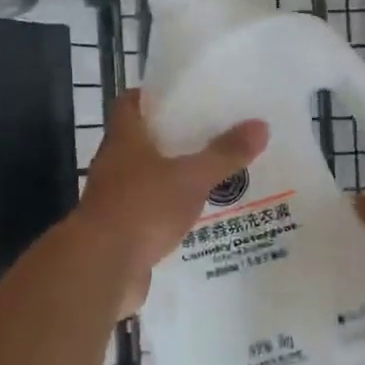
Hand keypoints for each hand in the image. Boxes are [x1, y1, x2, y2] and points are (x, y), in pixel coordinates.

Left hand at [78, 90, 267, 298]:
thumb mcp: (191, 177)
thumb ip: (225, 153)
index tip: (183, 95)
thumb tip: (261, 125)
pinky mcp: (122, 231)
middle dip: (174, 138)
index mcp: (124, 139)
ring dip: (174, 176)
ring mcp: (115, 199)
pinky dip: (171, 211)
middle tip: (213, 134)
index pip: (130, 103)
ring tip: (213, 173)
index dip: (153, 96)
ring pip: (148, 178)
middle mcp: (114, 164)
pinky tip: (199, 215)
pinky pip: (150, 213)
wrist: (102, 268)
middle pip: (142, 141)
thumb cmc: (142, 208)